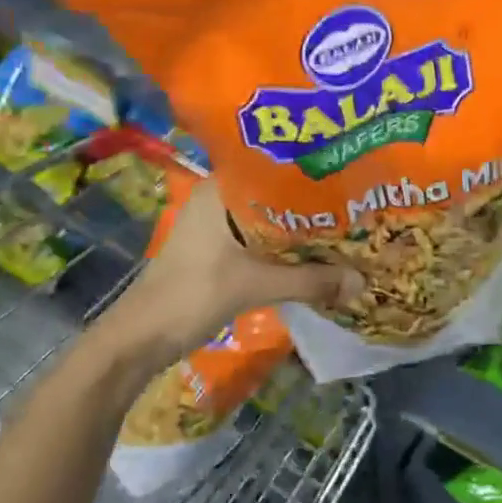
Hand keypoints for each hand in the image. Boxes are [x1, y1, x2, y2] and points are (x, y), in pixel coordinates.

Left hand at [99, 182, 359, 371]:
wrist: (140, 339)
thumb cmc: (191, 295)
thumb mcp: (255, 286)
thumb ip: (310, 281)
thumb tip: (361, 281)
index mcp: (220, 190)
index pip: (273, 164)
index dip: (310, 168)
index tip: (346, 171)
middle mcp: (218, 199)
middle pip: (275, 193)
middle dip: (312, 202)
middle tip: (355, 202)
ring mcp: (216, 226)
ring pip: (269, 218)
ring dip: (300, 227)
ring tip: (343, 225)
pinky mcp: (217, 250)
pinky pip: (261, 239)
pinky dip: (285, 246)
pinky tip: (314, 254)